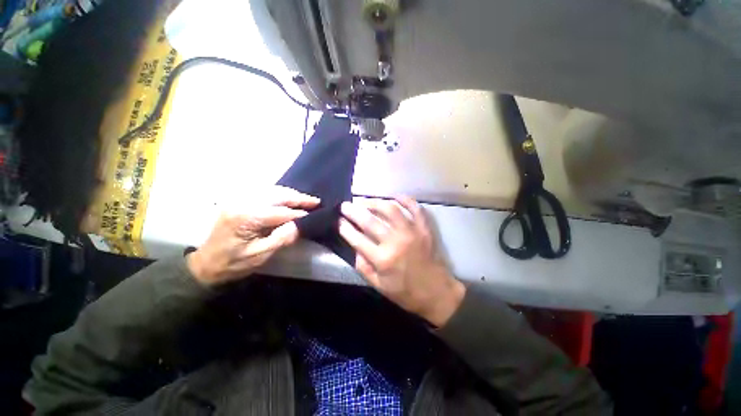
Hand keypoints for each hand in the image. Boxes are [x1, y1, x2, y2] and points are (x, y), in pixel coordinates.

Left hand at [187, 186, 319, 285]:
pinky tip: (288, 198)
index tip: (316, 213)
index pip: (281, 212)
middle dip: (298, 198)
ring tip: (306, 199)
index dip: (300, 213)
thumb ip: (282, 238)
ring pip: (271, 190)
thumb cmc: (233, 263)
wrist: (205, 263)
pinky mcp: (239, 201)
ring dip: (290, 194)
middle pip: (277, 195)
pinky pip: (264, 192)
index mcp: (247, 217)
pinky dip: (280, 194)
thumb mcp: (260, 255)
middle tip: (316, 201)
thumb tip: (301, 224)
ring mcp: (239, 199)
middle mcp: (243, 203)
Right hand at [339, 197, 465, 326]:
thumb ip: (363, 267)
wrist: (436, 292)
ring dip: (375, 202)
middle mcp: (395, 242)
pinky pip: (415, 208)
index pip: (357, 239)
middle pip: (370, 221)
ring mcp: (412, 232)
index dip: (345, 228)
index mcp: (383, 259)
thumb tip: (354, 247)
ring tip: (366, 201)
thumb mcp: (379, 286)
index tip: (338, 220)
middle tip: (345, 205)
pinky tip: (395, 196)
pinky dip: (405, 200)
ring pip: (390, 209)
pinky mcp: (424, 229)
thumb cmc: (405, 292)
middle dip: (353, 211)